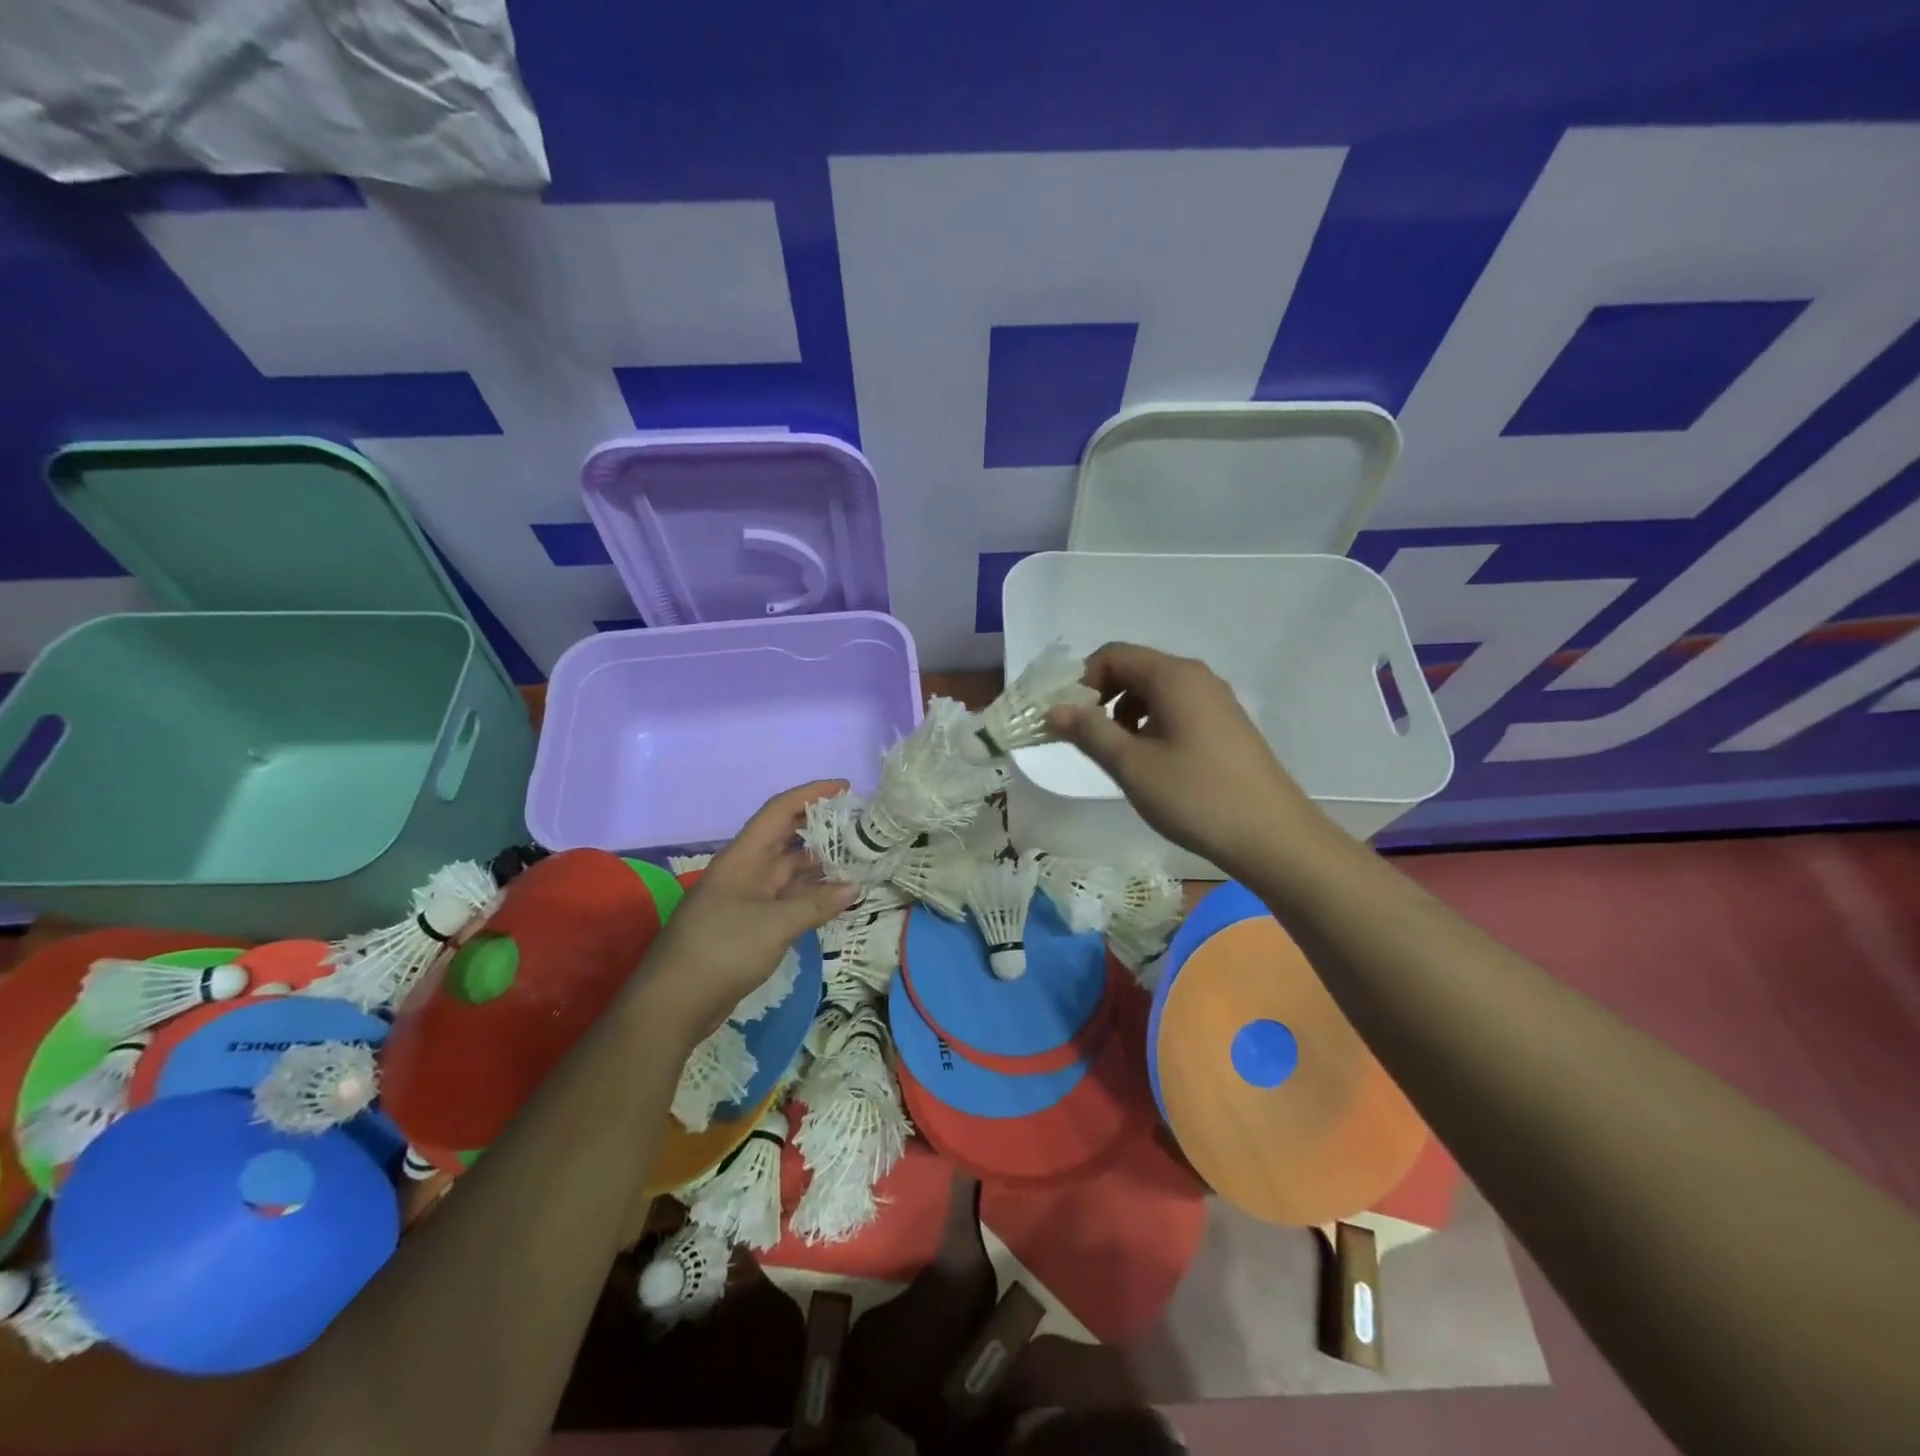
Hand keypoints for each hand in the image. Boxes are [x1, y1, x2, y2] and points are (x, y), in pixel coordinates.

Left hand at [637, 781, 859, 1040]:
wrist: (673, 1003)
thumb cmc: (721, 950)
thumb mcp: (774, 925)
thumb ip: (816, 904)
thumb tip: (854, 886)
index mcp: (743, 858)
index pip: (779, 811)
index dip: (811, 794)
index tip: (845, 787)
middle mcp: (745, 870)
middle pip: (786, 837)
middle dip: (821, 827)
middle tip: (859, 825)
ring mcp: (746, 898)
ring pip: (788, 870)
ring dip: (820, 864)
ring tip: (858, 859)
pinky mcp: (749, 924)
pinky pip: (786, 898)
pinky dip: (811, 894)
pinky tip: (836, 897)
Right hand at [1046, 643, 1315, 876]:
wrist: (1273, 837)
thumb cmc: (1196, 797)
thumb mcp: (1131, 765)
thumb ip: (1088, 731)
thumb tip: (1052, 709)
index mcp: (1174, 677)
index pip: (1113, 655)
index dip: (1081, 681)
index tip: (1067, 720)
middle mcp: (1197, 677)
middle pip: (1134, 669)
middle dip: (1101, 698)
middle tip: (1086, 739)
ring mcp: (1216, 701)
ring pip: (1155, 692)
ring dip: (1125, 714)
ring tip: (1119, 756)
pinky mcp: (1226, 725)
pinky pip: (1177, 710)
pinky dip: (1151, 725)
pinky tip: (1153, 764)